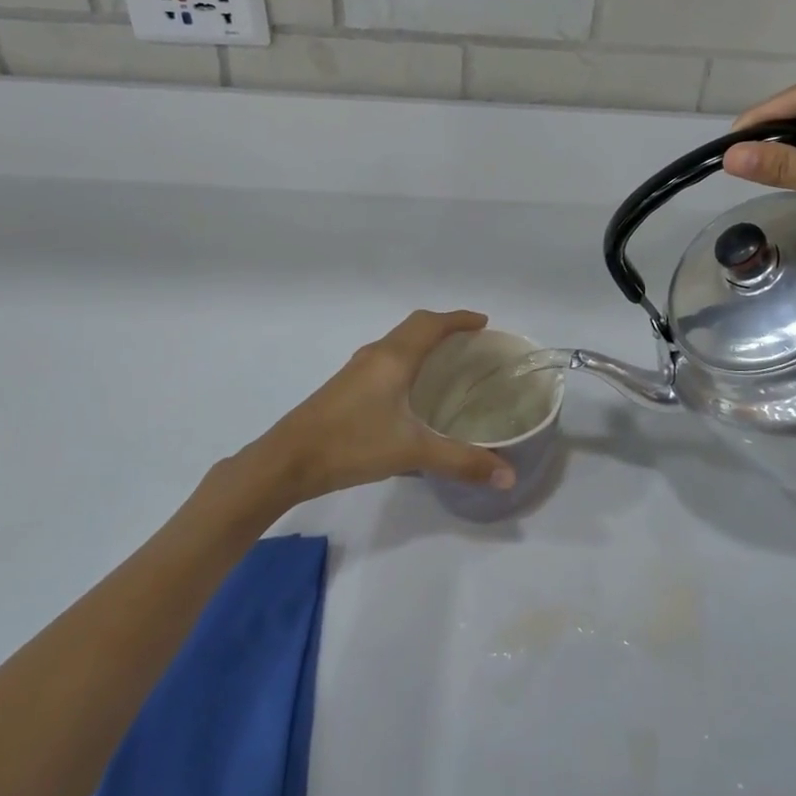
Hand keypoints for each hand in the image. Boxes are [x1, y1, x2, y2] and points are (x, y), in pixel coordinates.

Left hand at [244, 309, 515, 504]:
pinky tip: (411, 391)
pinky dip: (407, 360)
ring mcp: (356, 370)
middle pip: (414, 327)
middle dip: (444, 327)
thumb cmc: (352, 444)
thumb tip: (509, 476)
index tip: (483, 323)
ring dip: (422, 343)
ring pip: (397, 343)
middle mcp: (376, 355)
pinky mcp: (345, 387)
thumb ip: (462, 462)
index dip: (459, 319)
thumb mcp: (413, 452)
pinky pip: (385, 359)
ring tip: (447, 362)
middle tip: (471, 342)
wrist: (286, 461)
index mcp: (394, 358)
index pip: (431, 324)